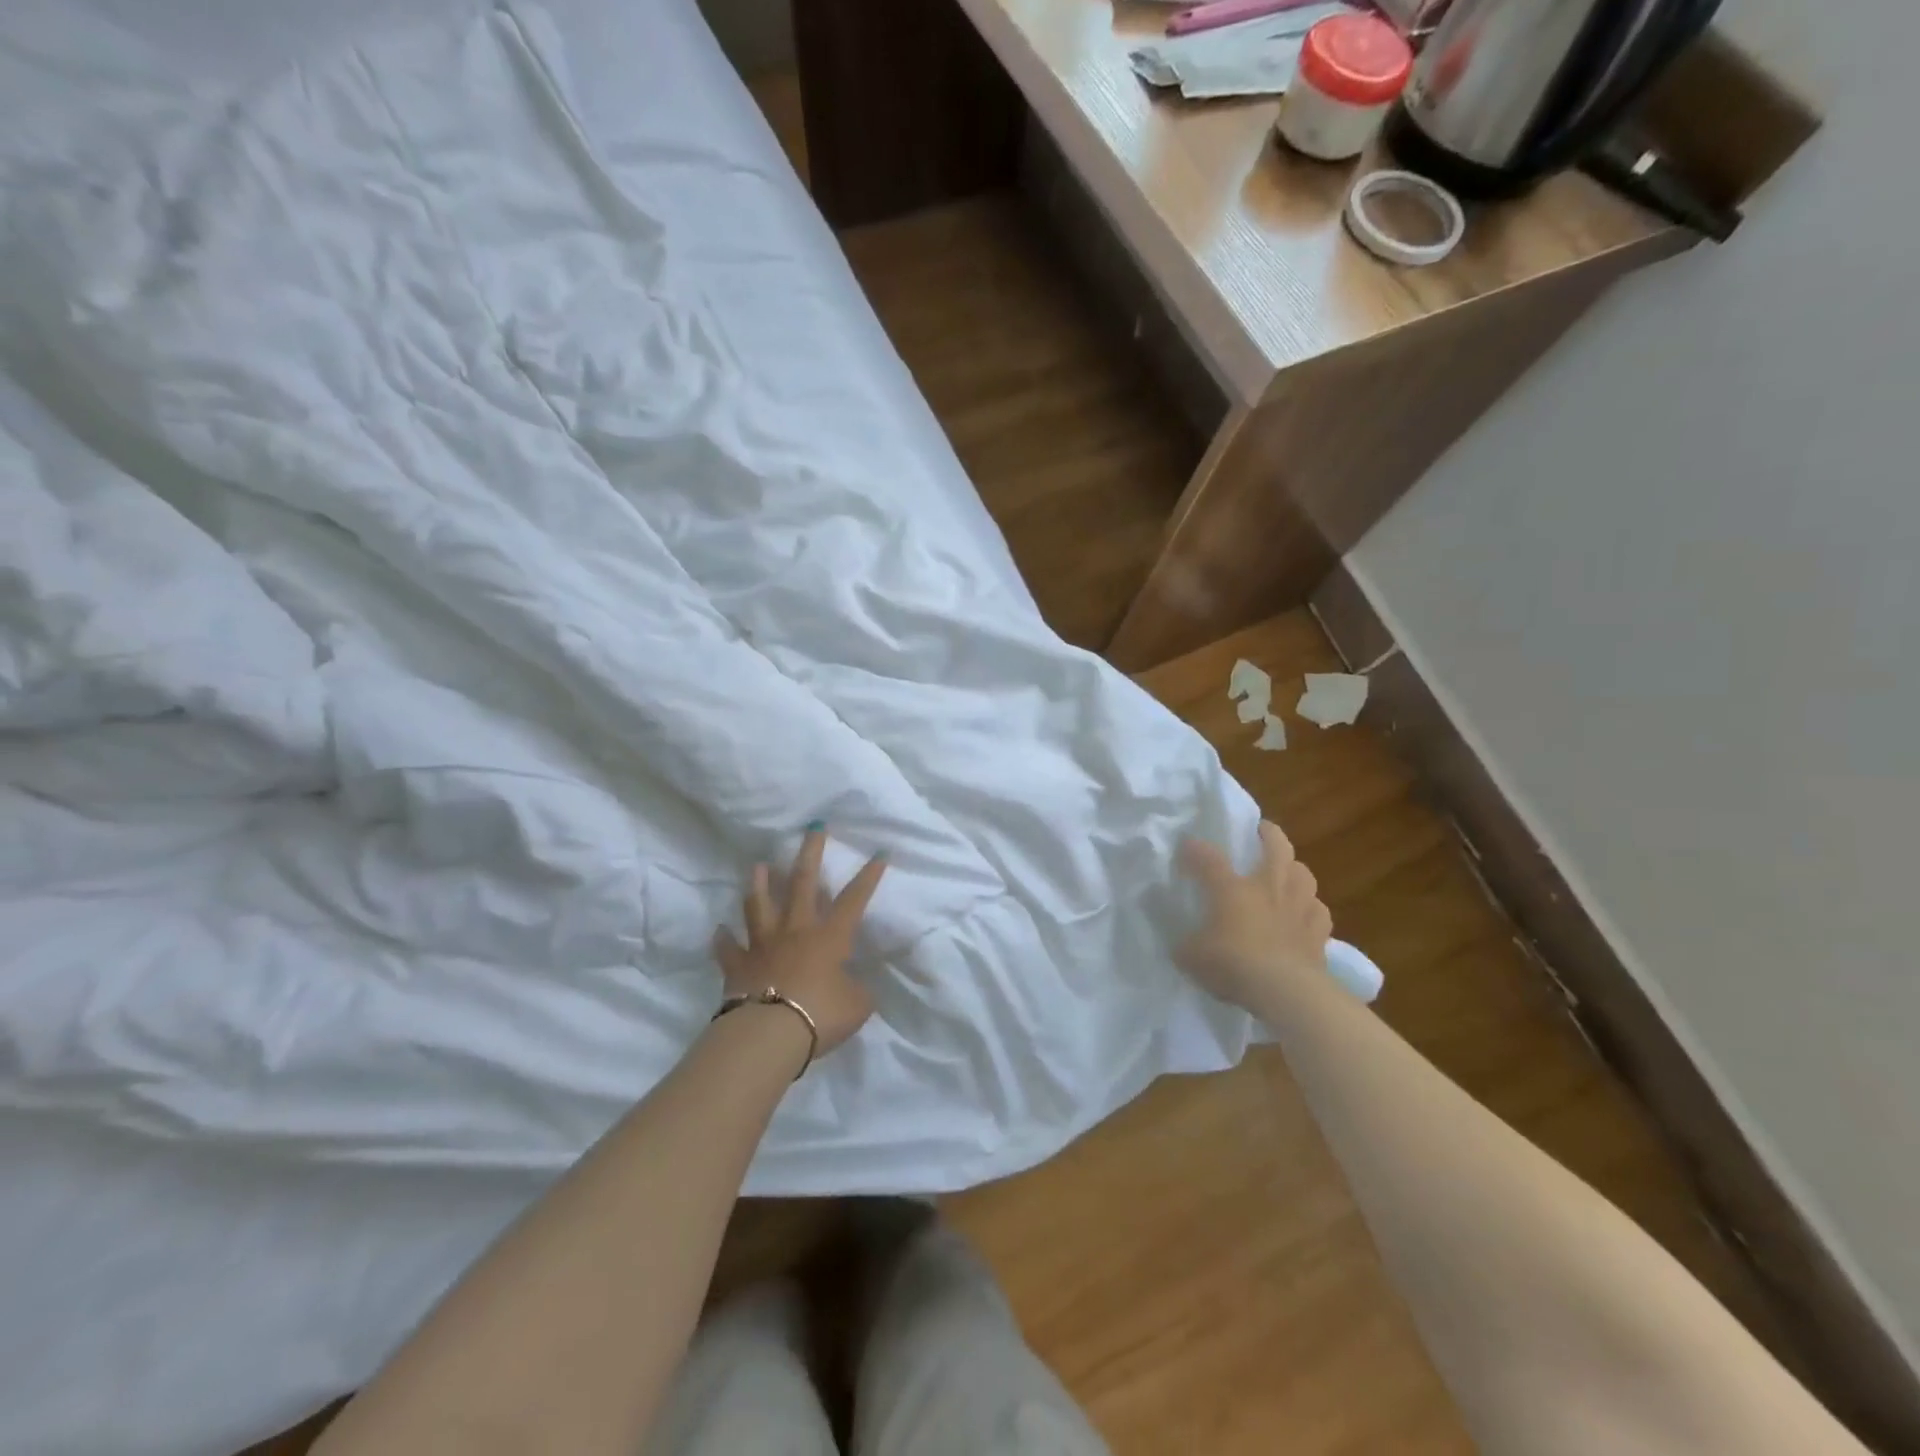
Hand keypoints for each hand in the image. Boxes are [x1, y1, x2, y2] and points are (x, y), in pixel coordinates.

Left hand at [711, 826, 888, 1057]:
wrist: (769, 1033)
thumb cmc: (820, 1015)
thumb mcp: (857, 1005)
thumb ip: (856, 989)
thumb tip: (852, 985)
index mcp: (830, 937)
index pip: (854, 900)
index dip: (868, 877)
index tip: (879, 853)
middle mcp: (796, 930)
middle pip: (803, 884)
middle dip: (810, 853)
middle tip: (813, 827)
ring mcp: (763, 944)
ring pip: (759, 905)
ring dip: (759, 883)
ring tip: (758, 864)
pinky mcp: (737, 964)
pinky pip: (728, 948)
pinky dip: (723, 939)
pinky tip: (720, 930)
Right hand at [1176, 821, 1331, 1013]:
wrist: (1286, 992)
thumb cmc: (1233, 965)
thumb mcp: (1191, 956)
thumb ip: (1184, 943)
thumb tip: (1179, 940)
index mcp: (1232, 889)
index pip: (1209, 857)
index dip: (1195, 849)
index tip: (1186, 845)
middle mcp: (1268, 888)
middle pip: (1276, 847)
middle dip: (1268, 834)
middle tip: (1262, 830)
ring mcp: (1298, 908)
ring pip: (1303, 873)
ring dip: (1294, 868)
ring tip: (1287, 872)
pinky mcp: (1319, 933)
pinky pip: (1318, 911)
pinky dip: (1311, 908)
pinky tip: (1305, 914)